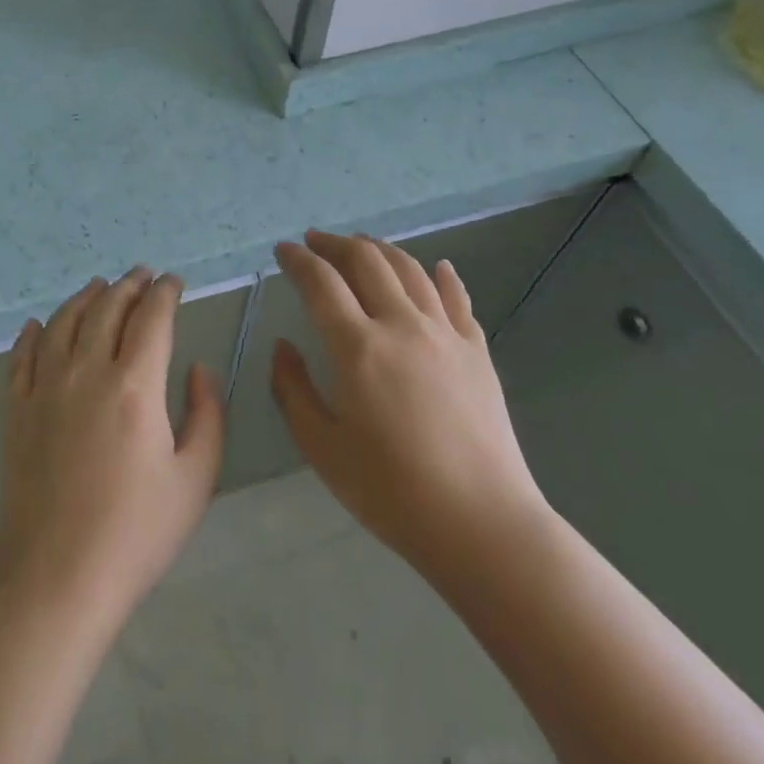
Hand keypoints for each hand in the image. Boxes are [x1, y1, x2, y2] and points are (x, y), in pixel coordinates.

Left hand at [0, 268, 224, 628]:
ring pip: (63, 323)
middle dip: (129, 285)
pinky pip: (21, 357)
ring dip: (84, 298)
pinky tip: (37, 325)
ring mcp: (44, 389)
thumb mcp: (195, 477)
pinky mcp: (16, 411)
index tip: (175, 282)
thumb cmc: (136, 532)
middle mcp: (86, 372)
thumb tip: (198, 368)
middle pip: (107, 309)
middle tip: (142, 275)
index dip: (166, 293)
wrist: (56, 578)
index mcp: (135, 385)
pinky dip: (32, 334)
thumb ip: (206, 413)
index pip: (152, 317)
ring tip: (99, 286)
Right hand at [271, 231, 551, 585]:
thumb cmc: (391, 490)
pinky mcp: (477, 351)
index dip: (297, 260)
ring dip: (381, 249)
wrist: (481, 521)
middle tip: (315, 242)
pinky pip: (457, 298)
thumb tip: (284, 347)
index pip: (321, 283)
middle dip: (335, 244)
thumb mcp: (322, 447)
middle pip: (366, 261)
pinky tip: (438, 266)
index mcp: (357, 347)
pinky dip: (442, 276)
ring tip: (362, 244)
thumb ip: (293, 389)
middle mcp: (401, 325)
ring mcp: (445, 334)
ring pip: (410, 270)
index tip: (282, 250)